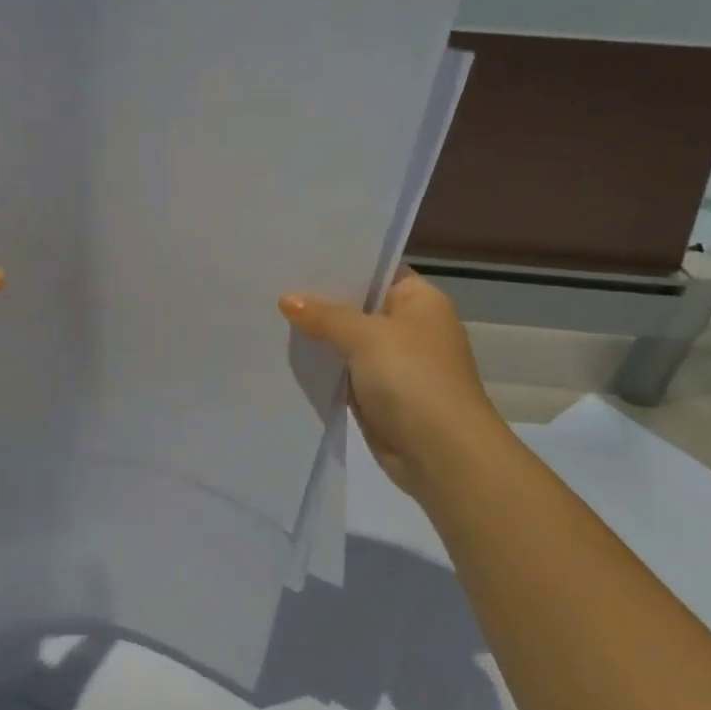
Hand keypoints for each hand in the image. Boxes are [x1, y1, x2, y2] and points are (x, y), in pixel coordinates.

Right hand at [280, 269, 505, 492]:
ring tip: (269, 312)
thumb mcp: (365, 336)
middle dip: (320, 299)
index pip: (375, 270)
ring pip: (346, 339)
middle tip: (273, 281)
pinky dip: (322, 364)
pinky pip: (343, 370)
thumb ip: (324, 315)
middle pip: (357, 305)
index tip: (297, 255)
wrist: (441, 454)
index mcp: (419, 301)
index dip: (339, 263)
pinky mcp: (378, 392)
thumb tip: (287, 299)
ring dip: (317, 334)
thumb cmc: (413, 379)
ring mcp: (393, 361)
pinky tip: (286, 352)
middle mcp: (409, 326)